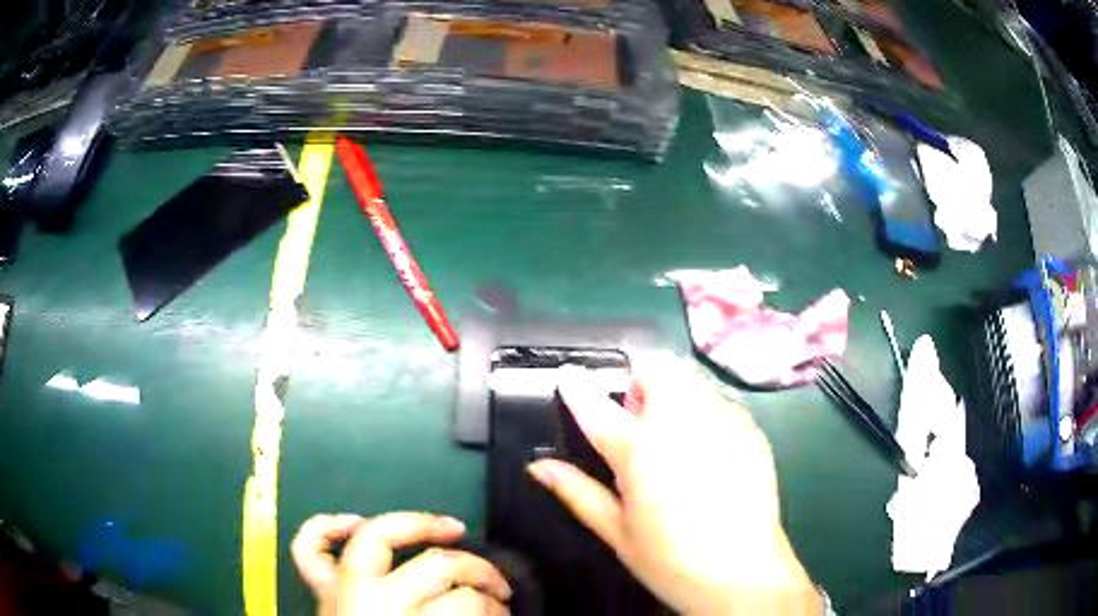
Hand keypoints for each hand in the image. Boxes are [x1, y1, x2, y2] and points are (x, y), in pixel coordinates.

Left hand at [291, 512, 510, 614]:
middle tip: (496, 583)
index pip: (465, 602)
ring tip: (450, 532)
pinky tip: (355, 522)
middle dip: (474, 568)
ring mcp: (340, 591)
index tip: (505, 611)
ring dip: (419, 527)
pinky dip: (327, 526)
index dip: (493, 605)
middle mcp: (374, 604)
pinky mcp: (318, 590)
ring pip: (376, 534)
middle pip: (435, 564)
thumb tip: (495, 609)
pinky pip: (308, 545)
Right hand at [527, 354, 820, 614]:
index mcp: (640, 451)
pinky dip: (707, 414)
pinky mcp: (752, 430)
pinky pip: (721, 403)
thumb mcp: (616, 532)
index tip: (569, 374)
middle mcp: (683, 423)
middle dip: (640, 384)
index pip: (597, 407)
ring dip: (674, 395)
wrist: (743, 573)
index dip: (578, 386)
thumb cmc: (670, 560)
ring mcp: (724, 421)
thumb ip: (577, 492)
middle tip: (639, 424)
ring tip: (677, 439)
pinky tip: (711, 455)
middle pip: (655, 368)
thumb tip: (539, 466)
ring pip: (691, 380)